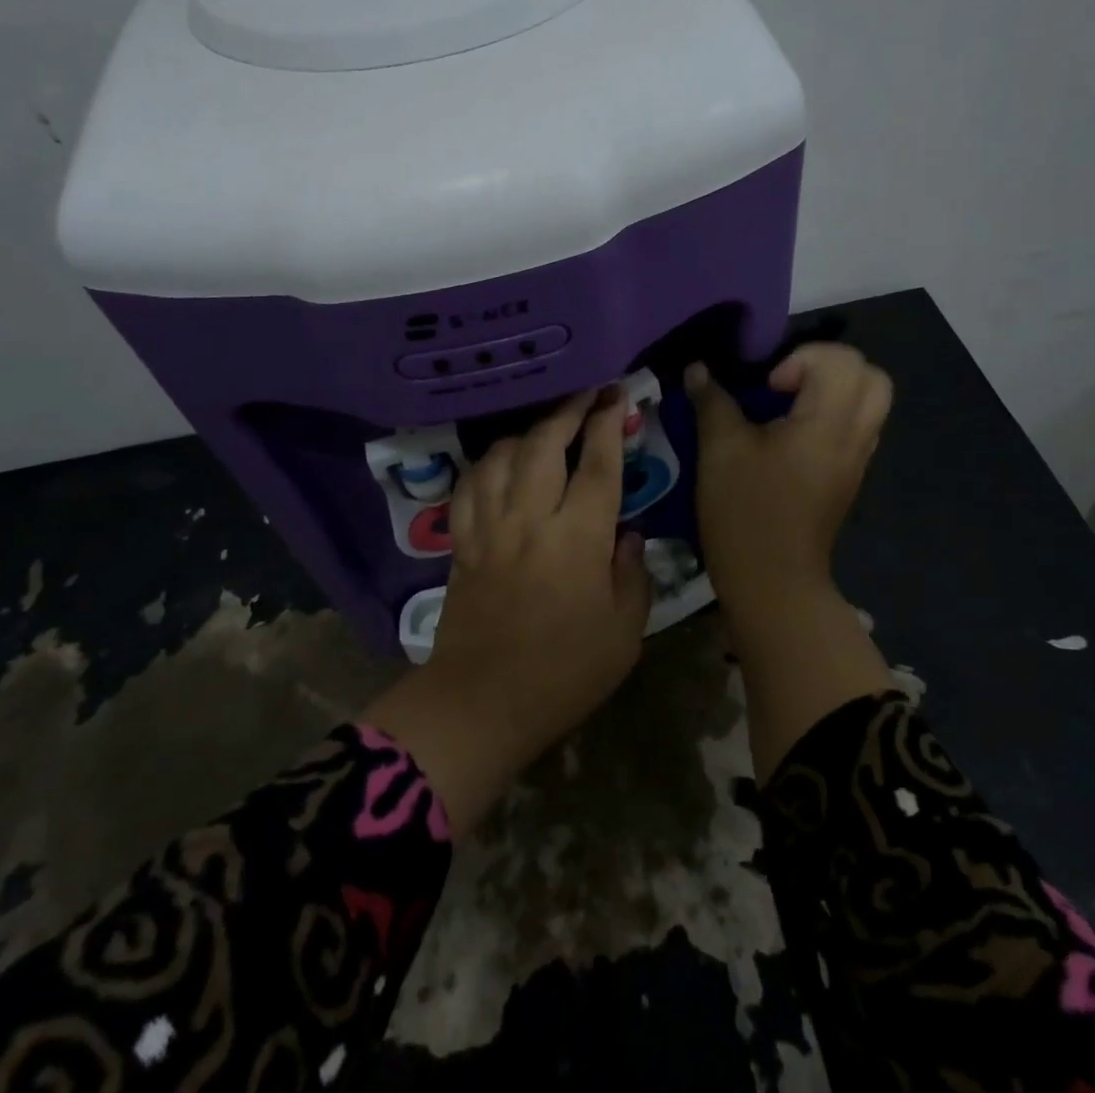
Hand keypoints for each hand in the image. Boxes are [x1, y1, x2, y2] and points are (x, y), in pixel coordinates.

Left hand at [362, 388, 651, 831]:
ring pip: (503, 456)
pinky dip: (487, 463)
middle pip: (544, 444)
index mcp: (578, 540)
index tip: (615, 395)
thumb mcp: (623, 633)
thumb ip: (632, 574)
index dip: (607, 424)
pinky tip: (500, 461)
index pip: (597, 465)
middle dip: (567, 409)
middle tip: (586, 393)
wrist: (482, 702)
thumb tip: (627, 533)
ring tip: (546, 426)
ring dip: (527, 431)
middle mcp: (531, 520)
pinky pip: (470, 485)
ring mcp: (490, 527)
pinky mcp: (462, 541)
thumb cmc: (564, 673)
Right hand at [685, 344, 892, 613]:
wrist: (772, 582)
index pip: (841, 359)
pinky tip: (791, 438)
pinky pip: (857, 427)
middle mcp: (855, 435)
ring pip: (869, 402)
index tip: (768, 389)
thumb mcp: (719, 449)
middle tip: (787, 386)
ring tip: (788, 409)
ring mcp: (857, 459)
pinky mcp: (848, 477)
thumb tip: (697, 369)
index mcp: (829, 422)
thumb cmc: (745, 511)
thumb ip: (712, 400)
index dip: (801, 360)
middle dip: (828, 366)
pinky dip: (832, 416)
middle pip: (871, 375)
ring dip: (832, 391)